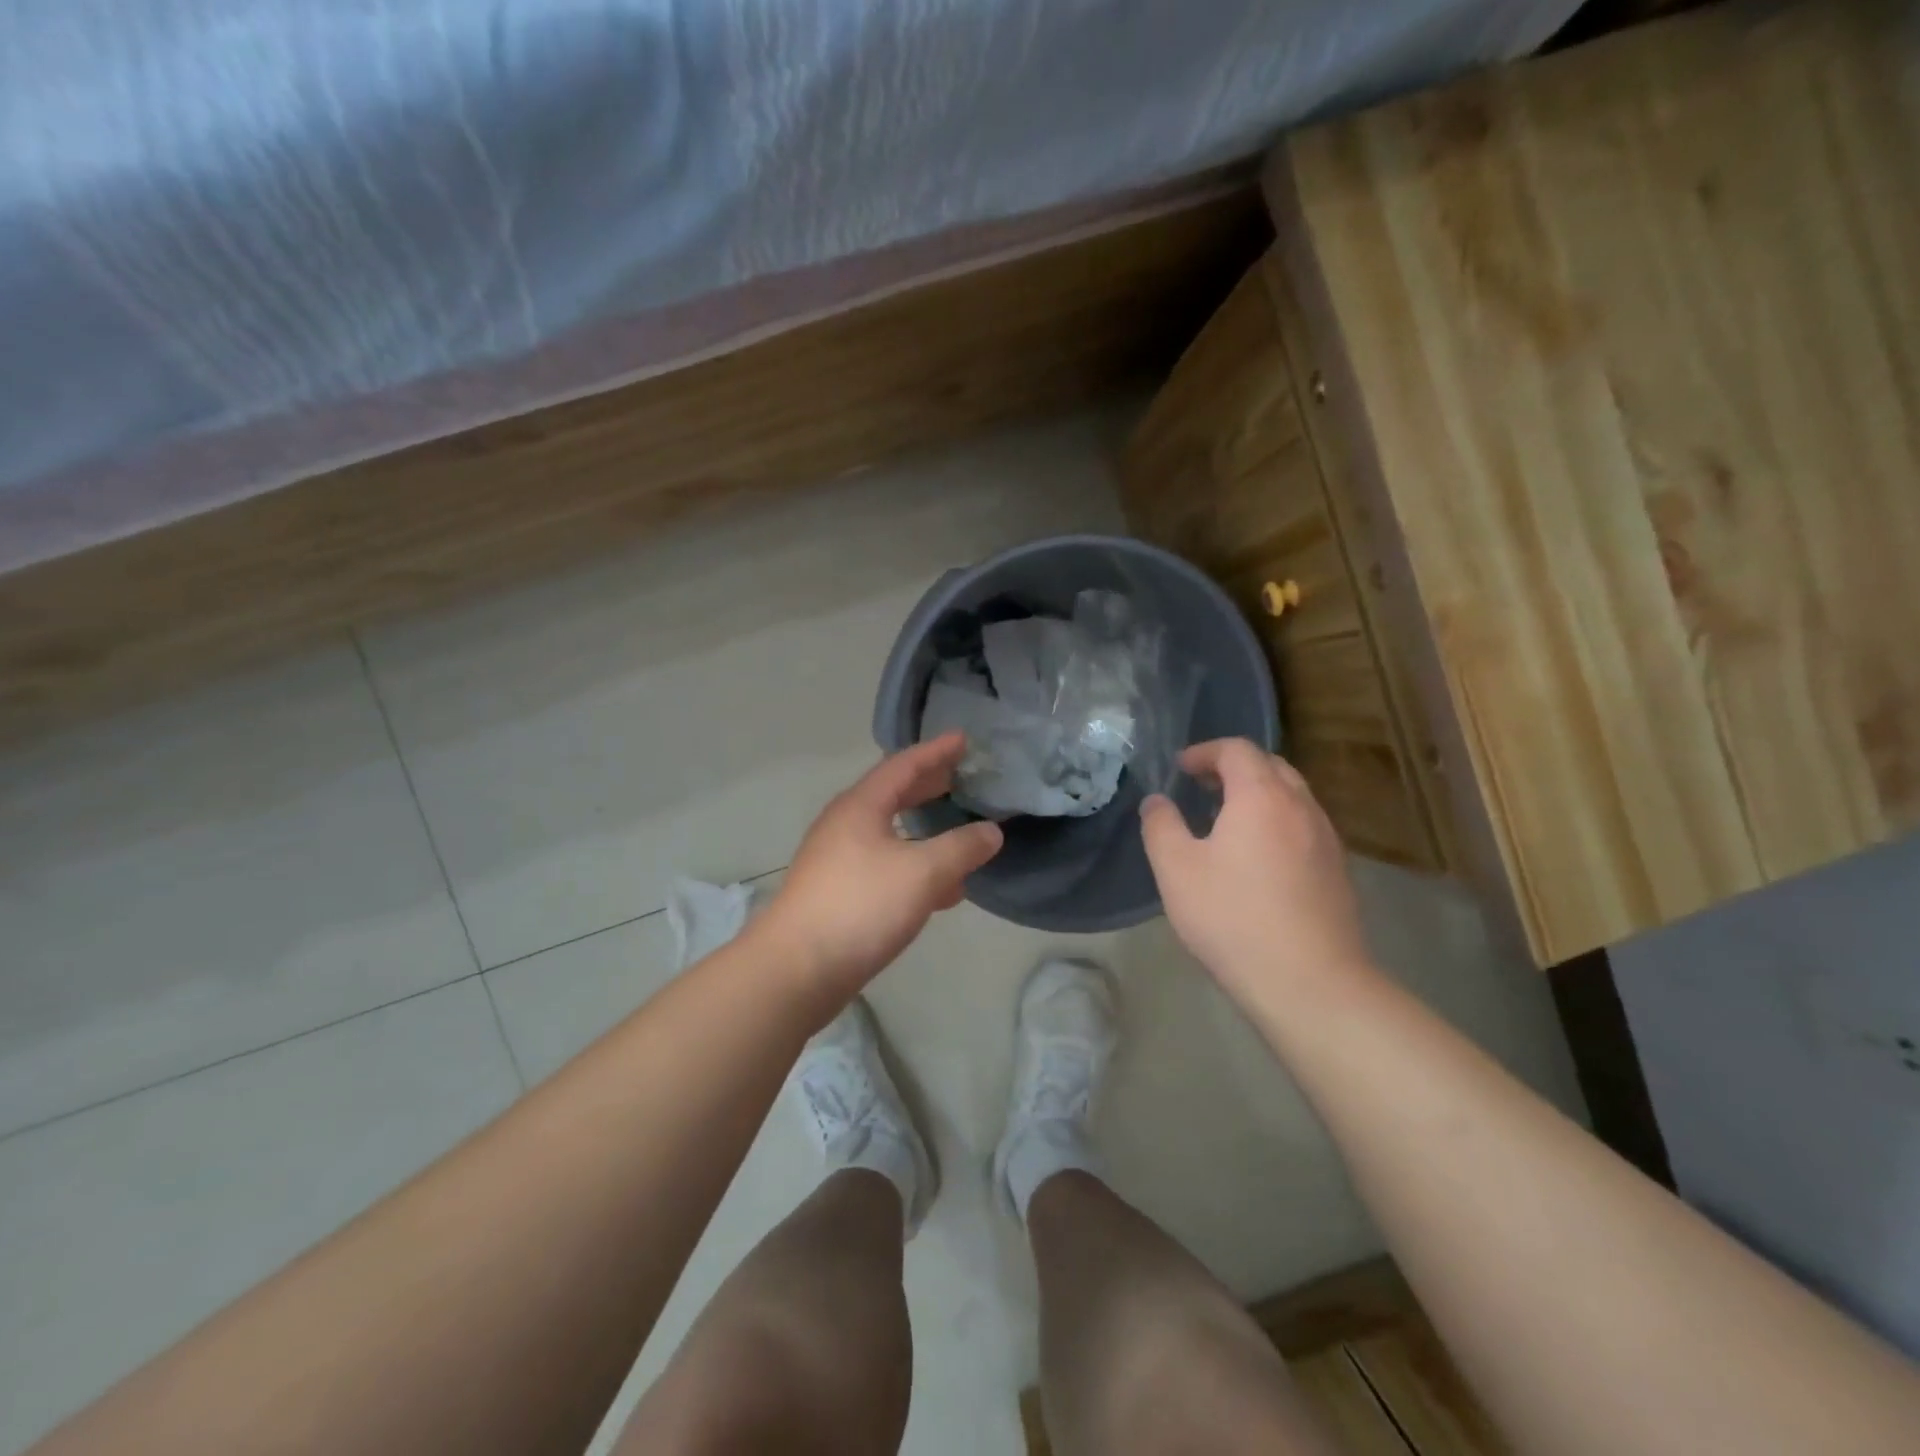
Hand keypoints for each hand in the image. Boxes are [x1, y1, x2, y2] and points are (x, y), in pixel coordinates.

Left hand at [757, 732, 1002, 1016]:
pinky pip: (884, 865)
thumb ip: (961, 849)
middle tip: (962, 777)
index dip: (936, 751)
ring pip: (890, 832)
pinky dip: (915, 865)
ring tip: (957, 829)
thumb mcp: (922, 873)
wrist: (796, 969)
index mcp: (861, 806)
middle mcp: (845, 825)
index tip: (963, 739)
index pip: (903, 765)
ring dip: (924, 828)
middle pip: (893, 794)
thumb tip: (991, 832)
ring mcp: (837, 859)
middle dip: (929, 785)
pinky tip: (940, 889)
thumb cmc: (860, 907)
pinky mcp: (838, 892)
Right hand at [1140, 739, 1376, 1008]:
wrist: (1310, 982)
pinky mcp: (1338, 870)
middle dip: (1233, 768)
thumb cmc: (1233, 917)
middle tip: (1202, 787)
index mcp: (1261, 796)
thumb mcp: (1176, 870)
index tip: (1180, 769)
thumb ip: (1160, 826)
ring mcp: (1326, 838)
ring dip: (1258, 794)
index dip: (1205, 751)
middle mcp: (1301, 807)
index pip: (1237, 750)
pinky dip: (1277, 821)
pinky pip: (1304, 825)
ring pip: (1292, 796)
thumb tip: (1156, 801)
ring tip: (1226, 822)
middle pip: (1270, 766)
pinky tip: (1257, 858)